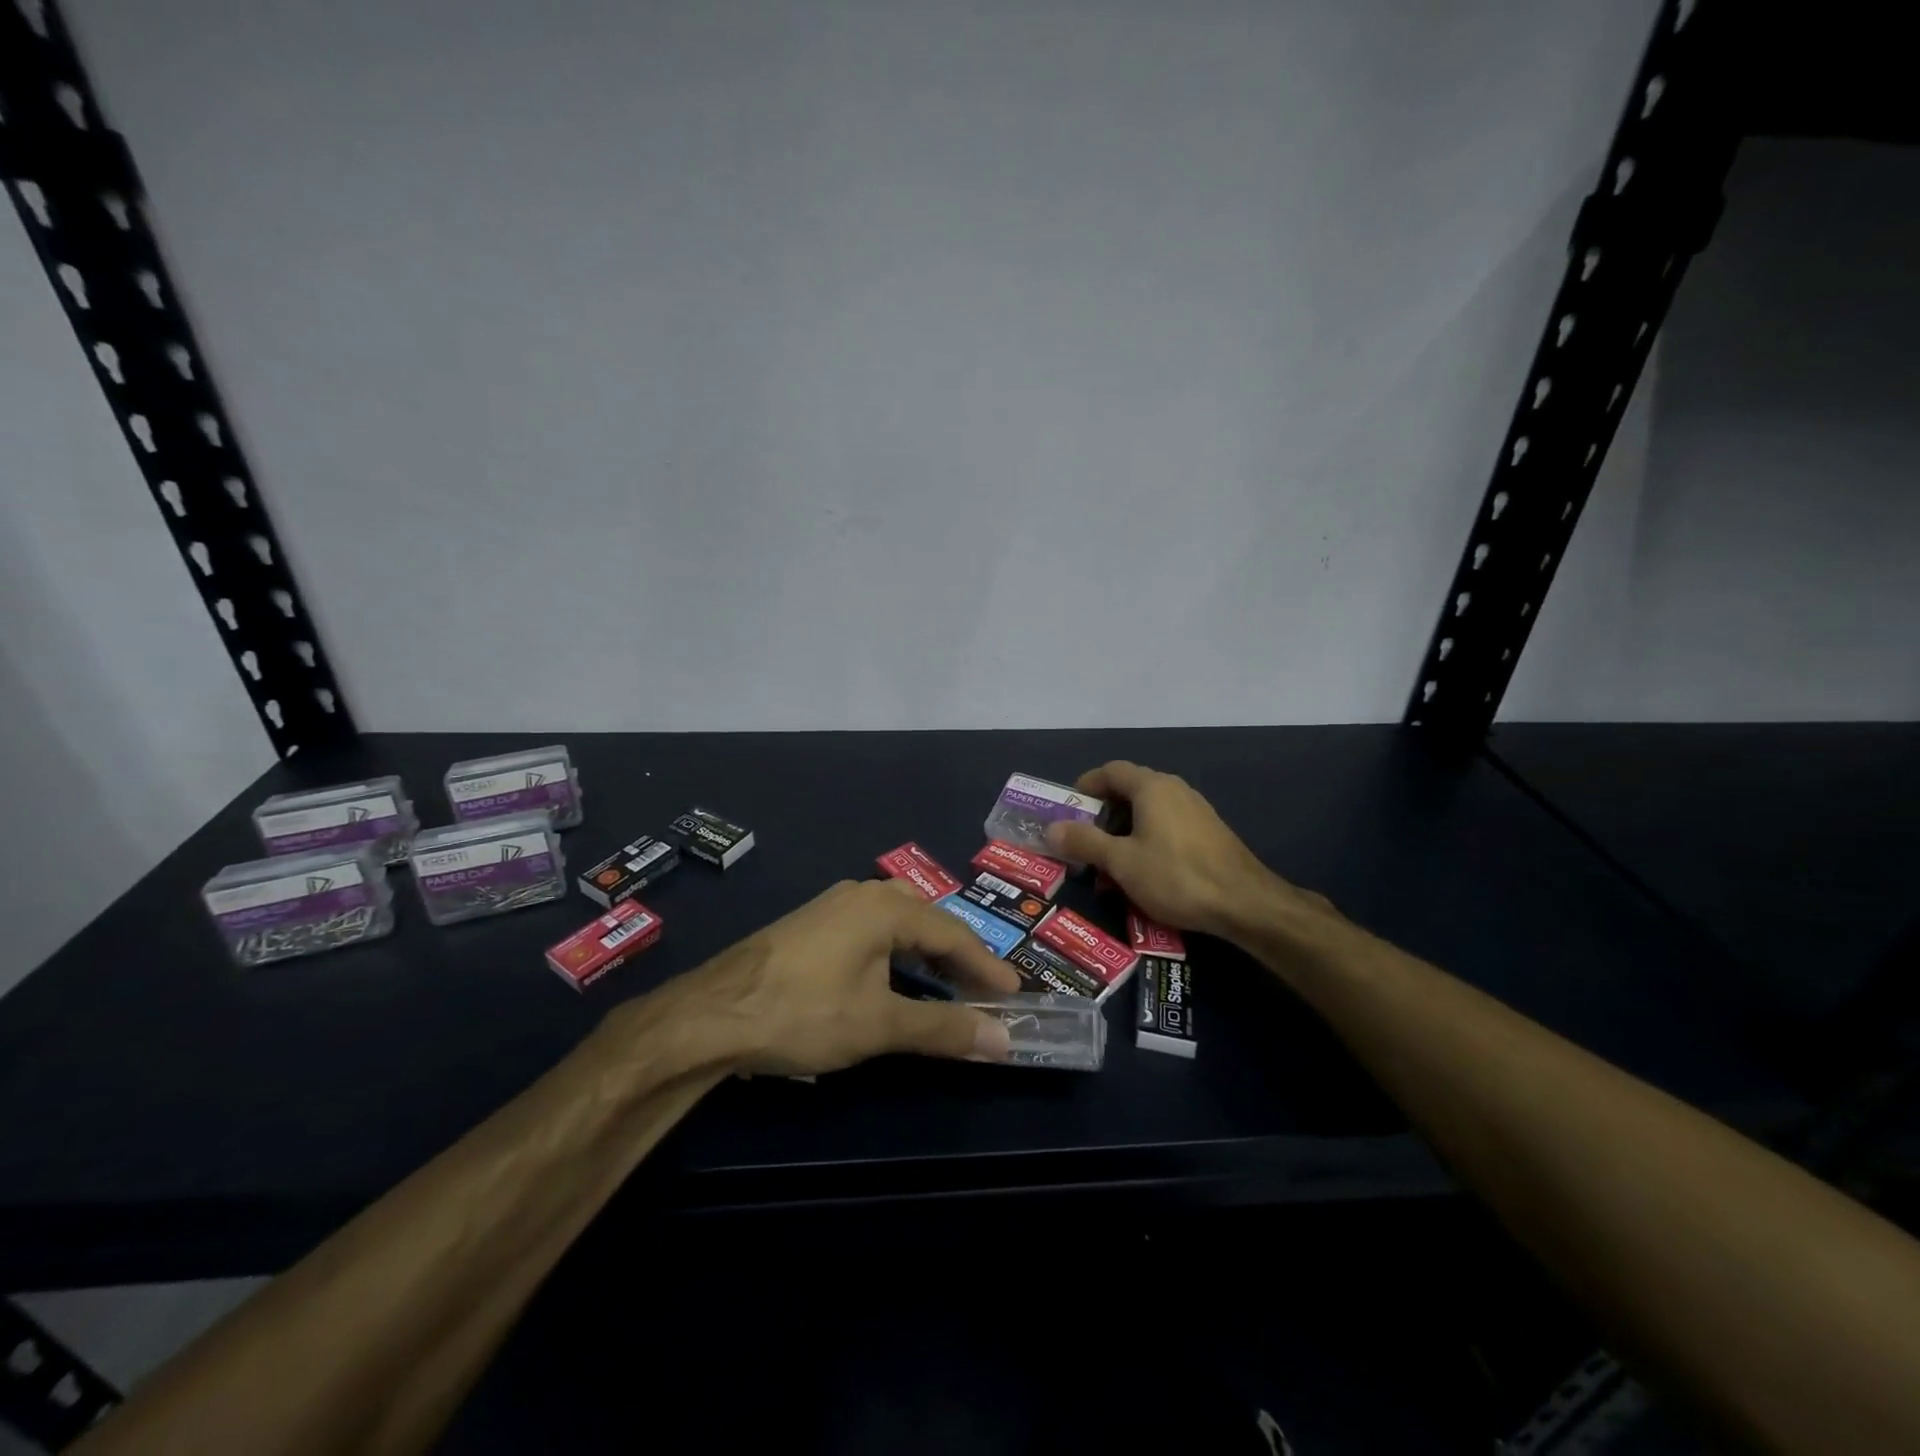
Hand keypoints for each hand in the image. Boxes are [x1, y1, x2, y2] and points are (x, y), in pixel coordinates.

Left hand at [672, 879, 1020, 1075]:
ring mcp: (832, 905)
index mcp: (886, 907)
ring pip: (896, 920)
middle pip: (926, 919)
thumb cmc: (803, 1012)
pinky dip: (895, 949)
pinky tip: (891, 973)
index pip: (952, 934)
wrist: (710, 1014)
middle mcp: (862, 893)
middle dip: (958, 954)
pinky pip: (870, 927)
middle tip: (982, 988)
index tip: (1014, 993)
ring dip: (925, 950)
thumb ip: (943, 1028)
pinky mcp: (810, 923)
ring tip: (945, 980)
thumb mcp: (879, 1024)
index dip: (986, 965)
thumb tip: (1003, 1039)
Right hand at [1046, 761, 1329, 942]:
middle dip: (1102, 818)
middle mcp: (1174, 789)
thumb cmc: (1175, 876)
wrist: (1244, 903)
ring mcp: (1195, 810)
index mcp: (1151, 787)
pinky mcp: (1208, 832)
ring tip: (1109, 869)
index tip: (1068, 809)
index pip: (1110, 771)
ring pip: (1148, 813)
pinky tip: (1142, 875)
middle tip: (1084, 845)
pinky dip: (1146, 843)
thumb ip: (1084, 841)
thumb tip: (1051, 828)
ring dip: (1123, 836)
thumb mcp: (1121, 862)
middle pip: (1128, 792)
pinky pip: (1166, 828)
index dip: (1086, 786)